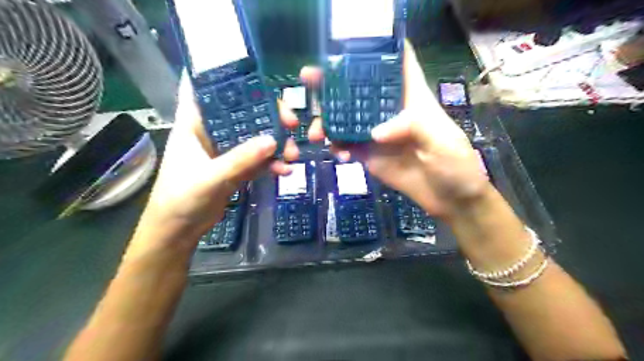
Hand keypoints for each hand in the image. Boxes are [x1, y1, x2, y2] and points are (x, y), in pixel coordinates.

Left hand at [138, 74, 298, 247]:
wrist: (179, 231)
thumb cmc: (181, 199)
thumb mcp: (210, 177)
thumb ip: (240, 159)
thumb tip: (273, 140)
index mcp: (194, 124)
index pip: (206, 89)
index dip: (227, 76)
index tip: (255, 75)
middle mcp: (212, 132)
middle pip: (243, 112)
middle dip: (269, 115)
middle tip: (291, 123)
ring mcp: (226, 150)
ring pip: (256, 136)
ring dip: (276, 143)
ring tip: (293, 154)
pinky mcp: (237, 168)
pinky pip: (259, 159)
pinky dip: (273, 162)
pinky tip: (285, 170)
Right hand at [302, 41, 488, 216]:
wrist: (450, 200)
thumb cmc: (455, 165)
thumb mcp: (442, 141)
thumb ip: (412, 128)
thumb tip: (374, 133)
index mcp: (411, 98)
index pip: (395, 63)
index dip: (374, 49)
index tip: (345, 45)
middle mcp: (389, 111)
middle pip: (358, 89)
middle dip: (332, 82)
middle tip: (308, 78)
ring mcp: (376, 134)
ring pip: (345, 118)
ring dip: (327, 120)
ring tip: (316, 133)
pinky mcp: (369, 155)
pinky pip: (346, 146)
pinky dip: (337, 148)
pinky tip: (339, 156)